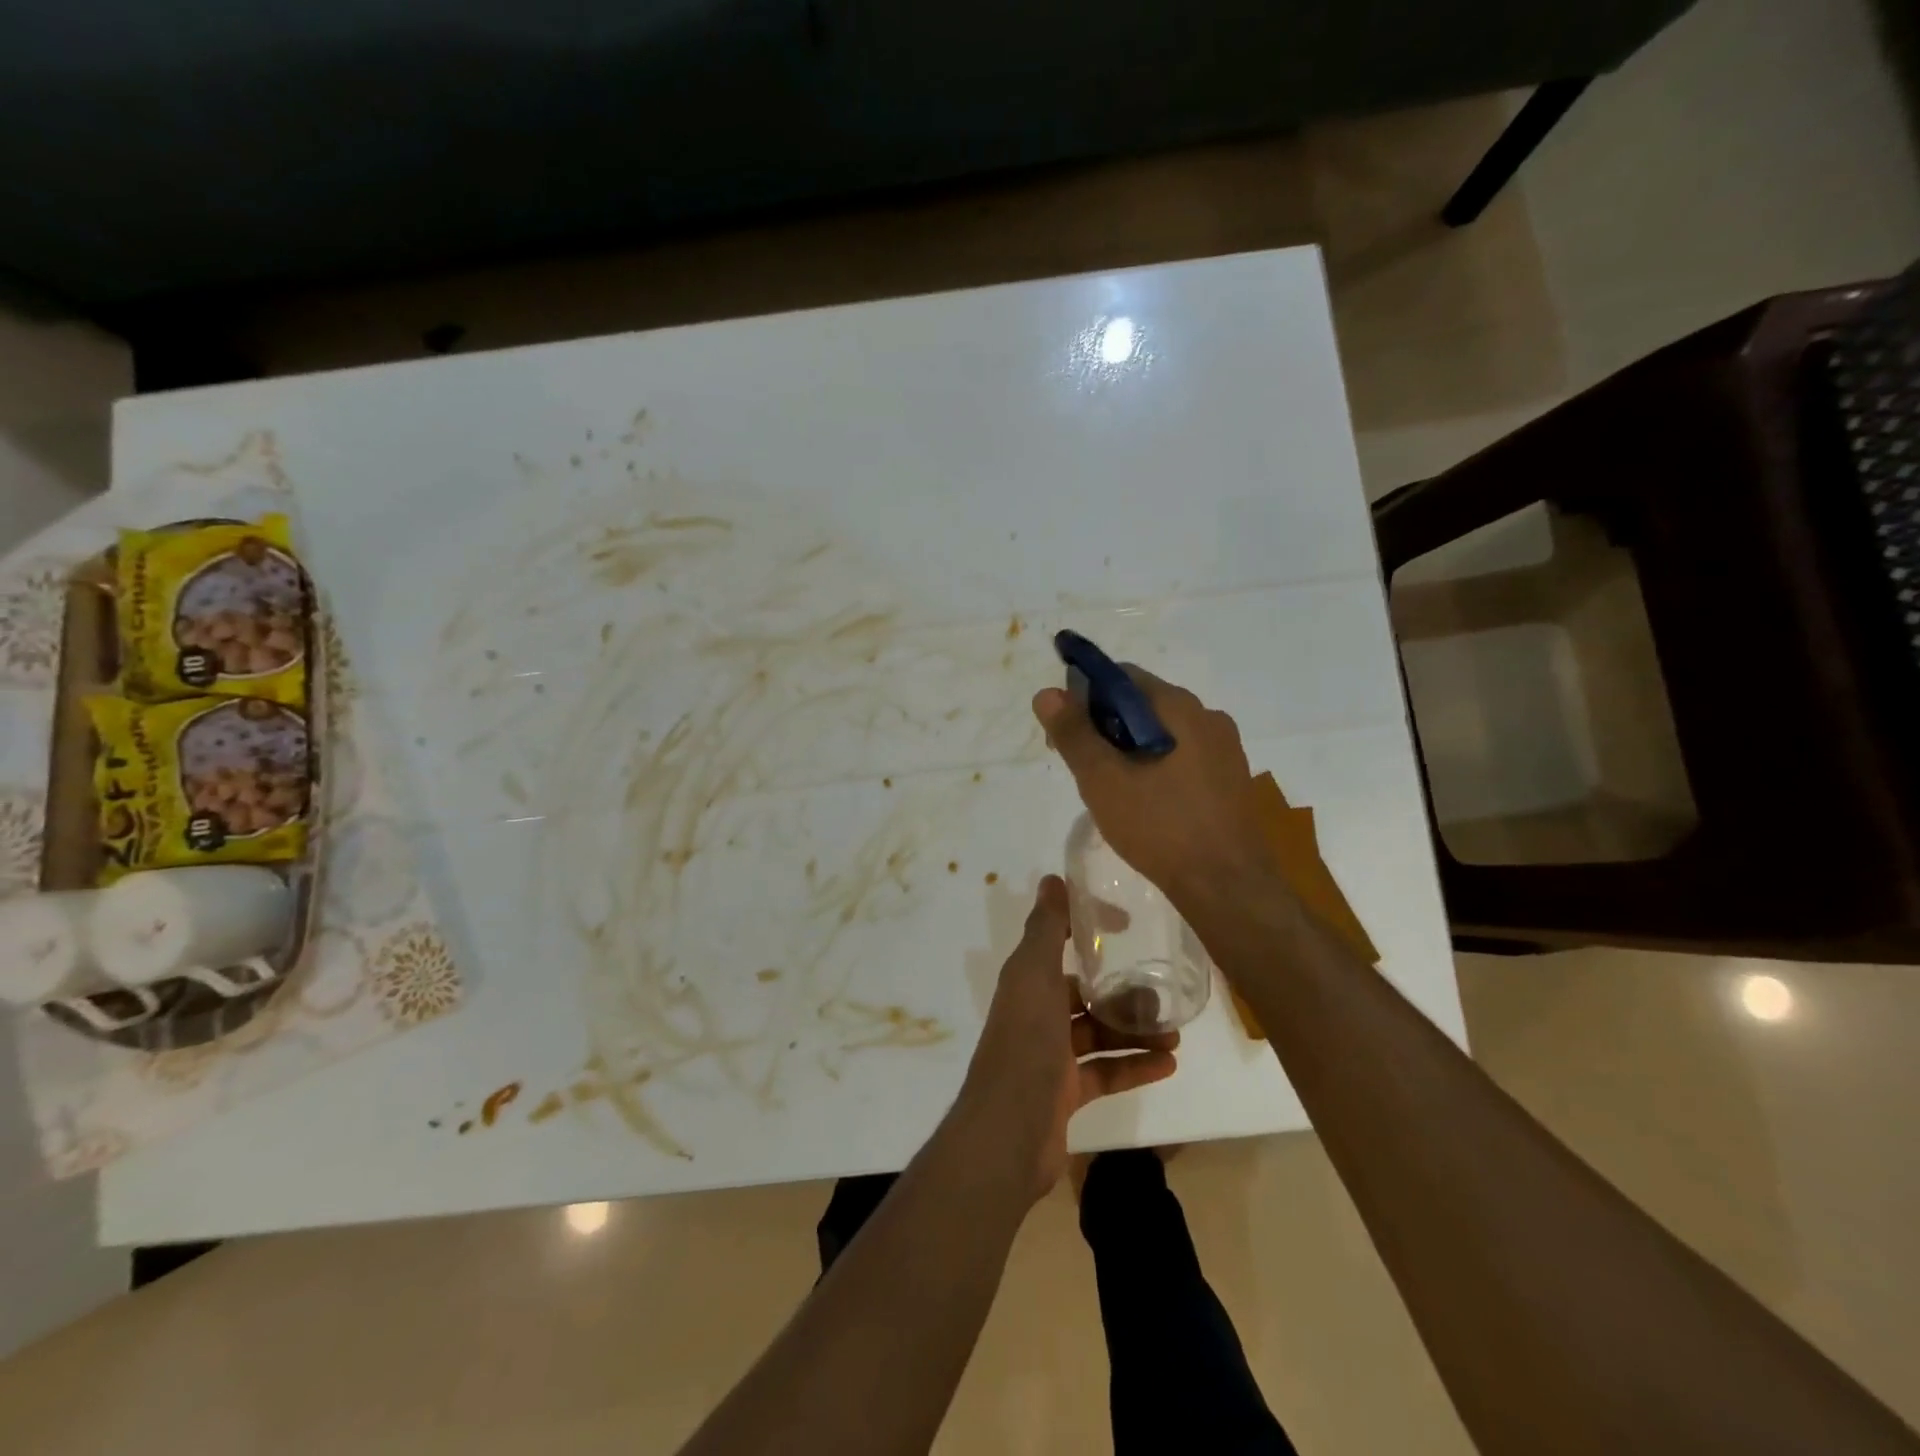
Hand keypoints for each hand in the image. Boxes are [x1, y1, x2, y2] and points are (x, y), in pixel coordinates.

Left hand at [957, 876, 1177, 1199]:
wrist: (1008, 1132)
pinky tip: (1169, 1064)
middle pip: (1084, 995)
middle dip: (1122, 993)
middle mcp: (1036, 1014)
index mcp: (1026, 982)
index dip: (1089, 930)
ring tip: (1175, 1032)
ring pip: (1099, 1034)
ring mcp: (1050, 1057)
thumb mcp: (1035, 974)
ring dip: (1134, 1031)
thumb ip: (1046, 927)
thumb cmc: (1025, 1042)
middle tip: (1164, 993)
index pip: (1059, 944)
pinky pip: (1105, 1072)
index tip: (1128, 924)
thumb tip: (1053, 878)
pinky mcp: (1066, 1093)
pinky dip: (1134, 1066)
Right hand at [1032, 670, 1271, 908]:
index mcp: (1179, 708)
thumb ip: (1074, 734)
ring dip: (1129, 750)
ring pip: (1162, 733)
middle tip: (1081, 767)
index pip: (1121, 677)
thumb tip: (1046, 693)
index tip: (1065, 732)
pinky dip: (1155, 767)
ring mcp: (1225, 750)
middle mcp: (1208, 717)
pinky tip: (1144, 803)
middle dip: (1105, 726)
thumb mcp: (1103, 780)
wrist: (1228, 887)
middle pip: (1143, 704)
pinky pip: (1183, 757)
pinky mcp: (1230, 780)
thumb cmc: (1161, 827)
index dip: (1084, 697)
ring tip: (1110, 790)